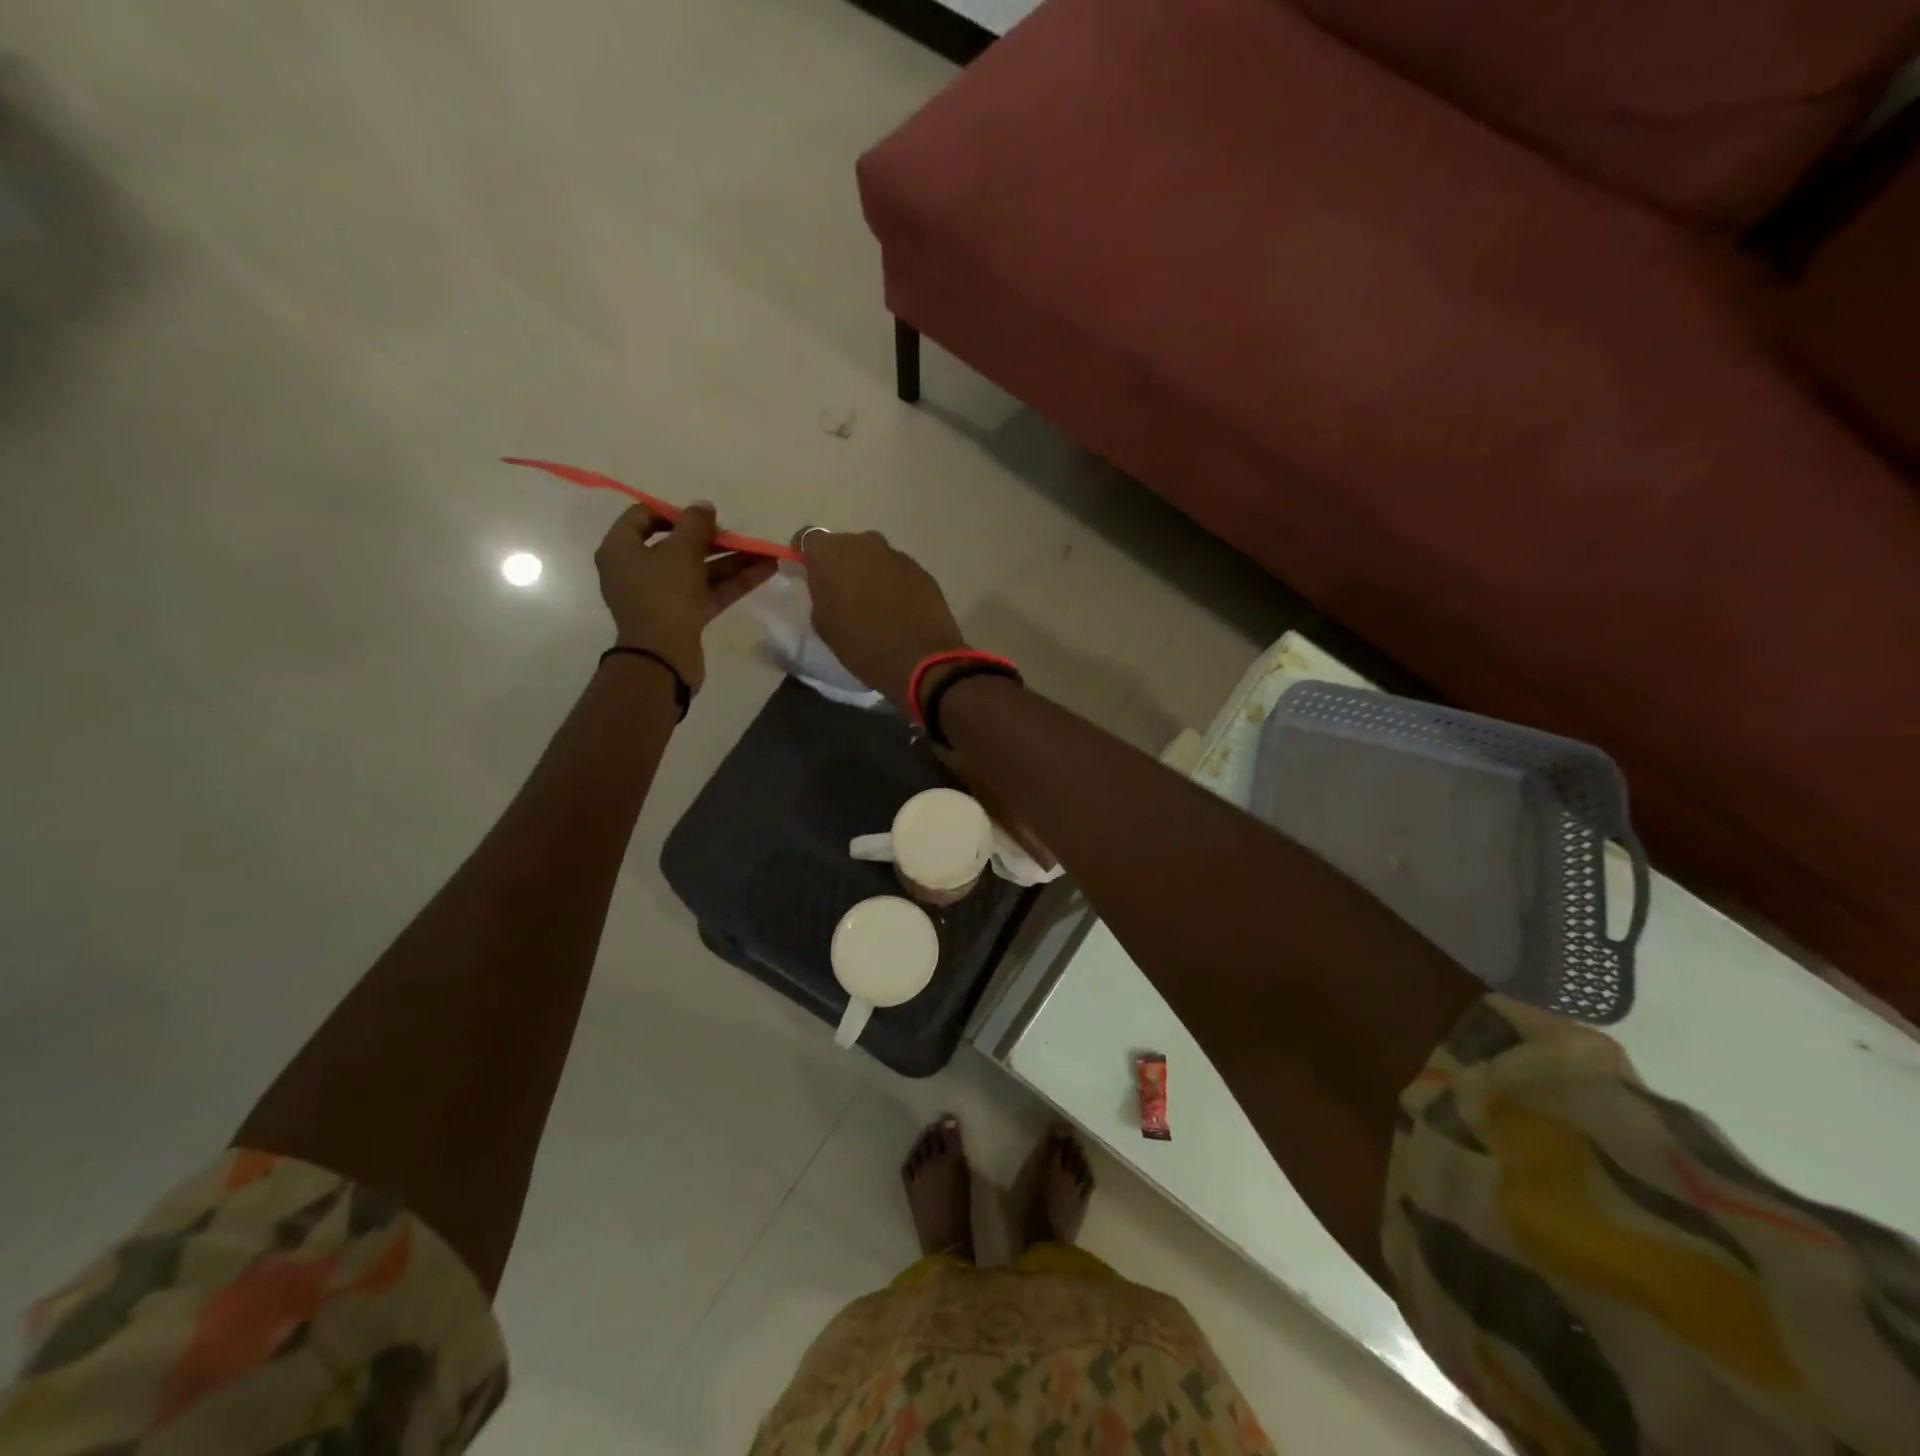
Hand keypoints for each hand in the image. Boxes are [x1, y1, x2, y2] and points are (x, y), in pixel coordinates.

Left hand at [596, 503, 775, 691]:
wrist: (663, 656)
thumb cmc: (663, 594)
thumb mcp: (680, 550)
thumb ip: (695, 524)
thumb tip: (704, 506)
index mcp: (622, 549)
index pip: (643, 517)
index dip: (674, 512)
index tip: (703, 515)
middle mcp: (638, 570)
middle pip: (678, 546)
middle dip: (713, 539)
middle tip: (739, 534)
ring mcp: (662, 595)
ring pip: (699, 570)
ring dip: (732, 560)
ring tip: (766, 552)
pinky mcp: (683, 616)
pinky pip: (709, 591)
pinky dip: (734, 581)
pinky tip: (765, 571)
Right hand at [798, 528, 966, 708]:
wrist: (922, 660)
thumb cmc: (862, 645)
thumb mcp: (824, 623)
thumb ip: (819, 593)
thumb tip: (826, 584)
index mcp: (832, 553)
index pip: (808, 539)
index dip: (805, 555)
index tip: (808, 575)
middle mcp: (865, 543)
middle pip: (844, 546)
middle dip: (840, 565)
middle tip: (841, 594)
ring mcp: (897, 555)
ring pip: (873, 558)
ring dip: (869, 574)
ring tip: (872, 606)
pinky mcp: (922, 571)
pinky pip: (897, 572)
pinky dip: (893, 584)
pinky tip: (897, 611)